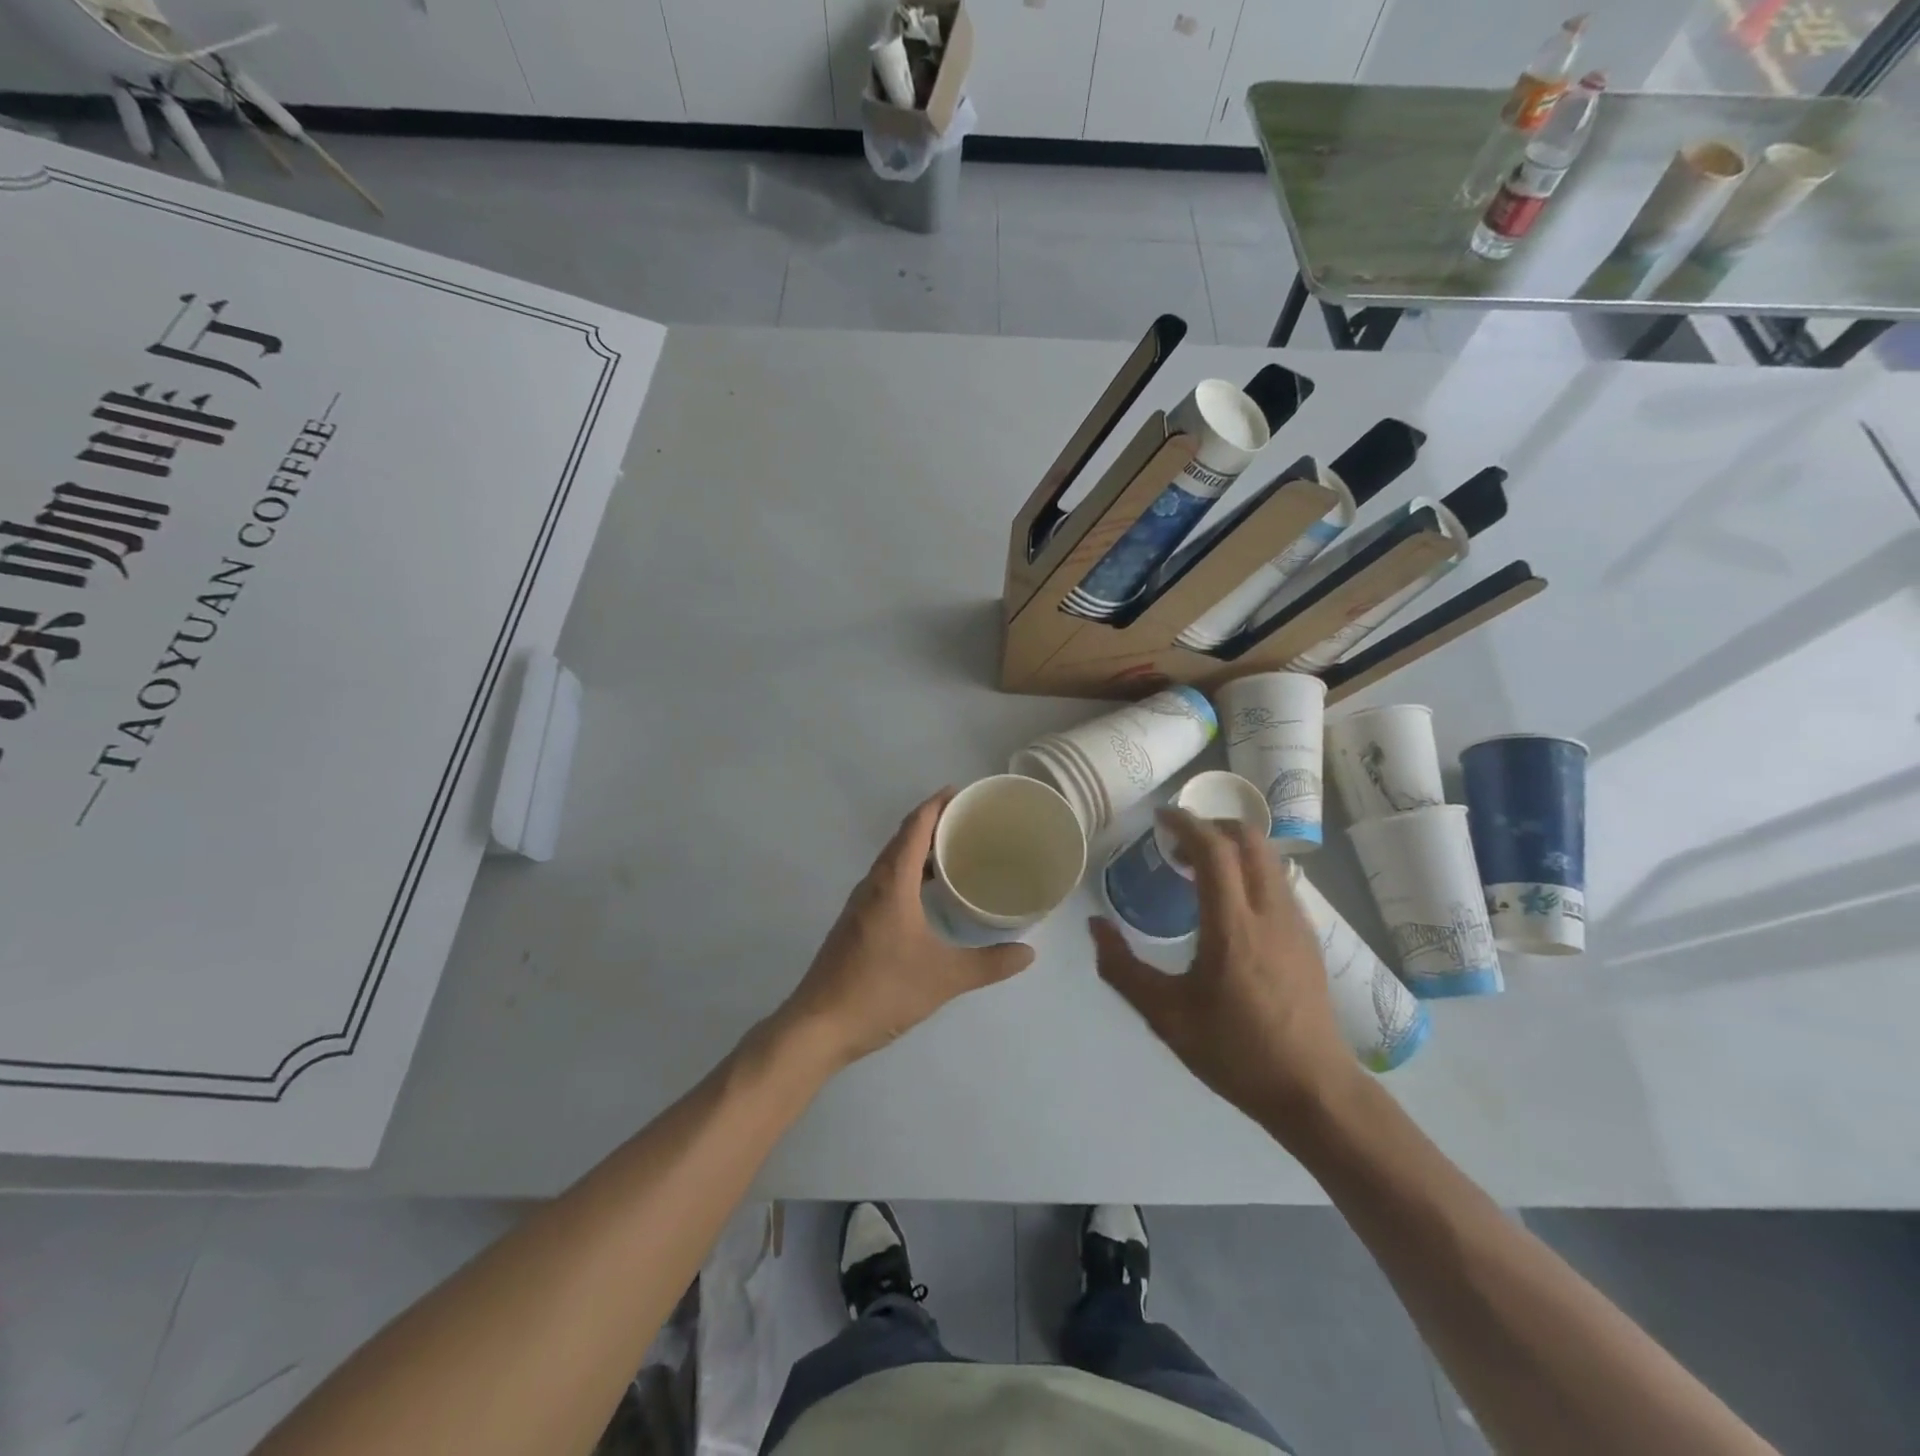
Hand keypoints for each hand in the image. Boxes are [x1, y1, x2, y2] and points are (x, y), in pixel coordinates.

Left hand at [777, 790, 1035, 1067]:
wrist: (820, 1025)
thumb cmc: (881, 990)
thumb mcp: (944, 978)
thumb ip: (988, 964)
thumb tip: (1028, 952)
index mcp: (891, 883)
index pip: (914, 828)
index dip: (937, 805)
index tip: (963, 793)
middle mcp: (873, 885)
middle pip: (902, 839)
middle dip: (933, 823)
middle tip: (969, 821)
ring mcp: (860, 904)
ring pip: (892, 862)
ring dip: (919, 849)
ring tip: (955, 851)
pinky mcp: (856, 923)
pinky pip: (886, 881)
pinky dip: (909, 873)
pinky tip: (928, 894)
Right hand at [1090, 809, 1358, 1131]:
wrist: (1314, 1091)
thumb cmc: (1235, 1052)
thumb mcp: (1165, 1016)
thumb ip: (1123, 969)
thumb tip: (1095, 926)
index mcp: (1233, 926)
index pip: (1215, 850)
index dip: (1186, 824)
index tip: (1161, 817)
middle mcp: (1270, 912)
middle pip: (1250, 840)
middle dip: (1213, 825)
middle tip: (1179, 840)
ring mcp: (1296, 924)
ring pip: (1269, 858)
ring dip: (1234, 846)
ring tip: (1200, 868)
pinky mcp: (1309, 939)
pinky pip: (1278, 881)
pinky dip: (1250, 870)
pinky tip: (1230, 903)